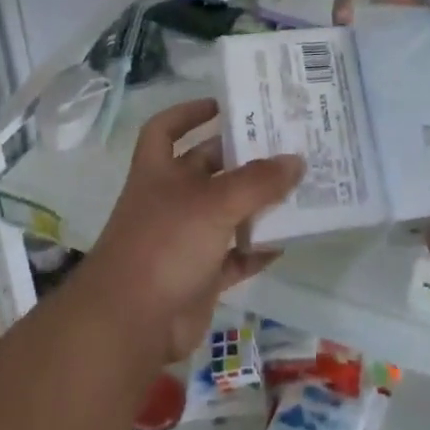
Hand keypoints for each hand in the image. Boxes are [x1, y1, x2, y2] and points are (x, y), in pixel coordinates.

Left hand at [81, 97, 302, 364]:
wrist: (132, 323)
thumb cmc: (166, 243)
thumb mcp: (215, 202)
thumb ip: (258, 182)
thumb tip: (296, 160)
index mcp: (159, 171)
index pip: (165, 129)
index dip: (188, 112)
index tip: (222, 106)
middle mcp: (170, 199)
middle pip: (206, 168)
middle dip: (240, 157)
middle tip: (284, 145)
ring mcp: (183, 239)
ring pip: (226, 212)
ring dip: (256, 203)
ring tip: (297, 188)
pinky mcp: (199, 275)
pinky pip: (234, 256)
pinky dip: (256, 249)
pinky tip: (286, 242)